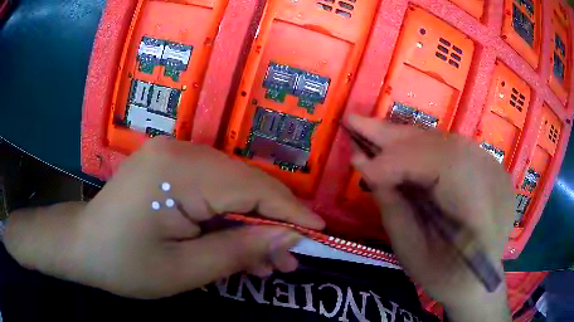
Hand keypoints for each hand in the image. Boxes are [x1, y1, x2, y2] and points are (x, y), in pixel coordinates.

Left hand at [5, 138, 323, 298]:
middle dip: (272, 223)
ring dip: (251, 223)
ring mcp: (173, 155)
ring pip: (230, 188)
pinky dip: (228, 218)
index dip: (290, 212)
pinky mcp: (170, 167)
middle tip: (291, 259)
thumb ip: (239, 251)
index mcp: (178, 170)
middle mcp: (180, 151)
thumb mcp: (184, 270)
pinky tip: (239, 245)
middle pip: (244, 185)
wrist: (83, 246)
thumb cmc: (124, 264)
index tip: (319, 231)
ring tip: (269, 261)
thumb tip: (288, 238)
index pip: (251, 188)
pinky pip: (212, 190)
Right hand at [347, 115, 512, 320]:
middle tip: (355, 123)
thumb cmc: (443, 278)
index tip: (360, 164)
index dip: (401, 162)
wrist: (477, 279)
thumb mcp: (412, 254)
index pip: (446, 168)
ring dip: (406, 137)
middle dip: (397, 137)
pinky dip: (421, 146)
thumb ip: (392, 206)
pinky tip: (399, 144)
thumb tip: (362, 162)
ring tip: (371, 131)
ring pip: (447, 141)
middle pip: (446, 146)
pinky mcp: (489, 167)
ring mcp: (496, 171)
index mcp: (483, 216)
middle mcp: (495, 182)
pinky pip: (452, 148)